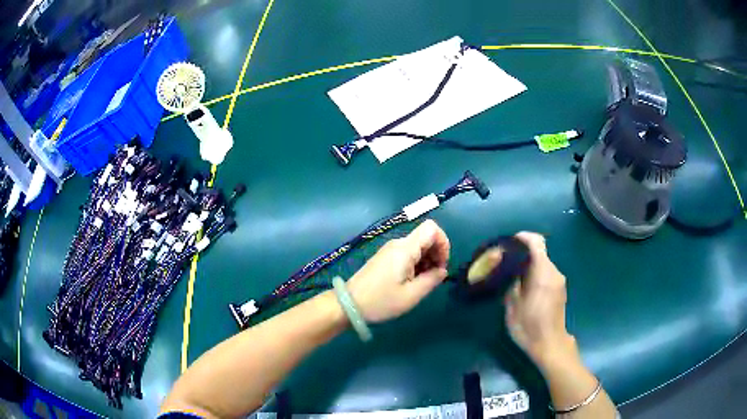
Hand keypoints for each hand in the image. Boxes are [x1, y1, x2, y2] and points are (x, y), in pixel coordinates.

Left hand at [346, 219, 449, 322]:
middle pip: (426, 237)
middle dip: (437, 254)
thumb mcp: (412, 295)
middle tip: (434, 277)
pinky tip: (412, 281)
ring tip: (423, 282)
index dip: (443, 243)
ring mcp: (390, 249)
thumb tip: (442, 270)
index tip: (442, 265)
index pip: (432, 228)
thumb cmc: (381, 301)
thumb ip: (432, 280)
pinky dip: (416, 263)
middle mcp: (398, 243)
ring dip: (427, 260)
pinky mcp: (385, 257)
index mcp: (405, 248)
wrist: (349, 304)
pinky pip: (407, 253)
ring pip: (418, 246)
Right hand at [504, 232, 576, 367]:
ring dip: (528, 264)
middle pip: (539, 252)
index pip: (537, 242)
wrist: (550, 345)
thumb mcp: (513, 307)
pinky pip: (546, 272)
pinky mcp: (560, 289)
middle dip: (522, 253)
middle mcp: (554, 273)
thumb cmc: (529, 327)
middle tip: (505, 262)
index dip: (523, 237)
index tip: (509, 243)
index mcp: (543, 274)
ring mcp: (559, 281)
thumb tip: (508, 267)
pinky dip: (535, 273)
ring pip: (543, 263)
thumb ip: (512, 282)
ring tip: (512, 275)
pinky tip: (524, 286)